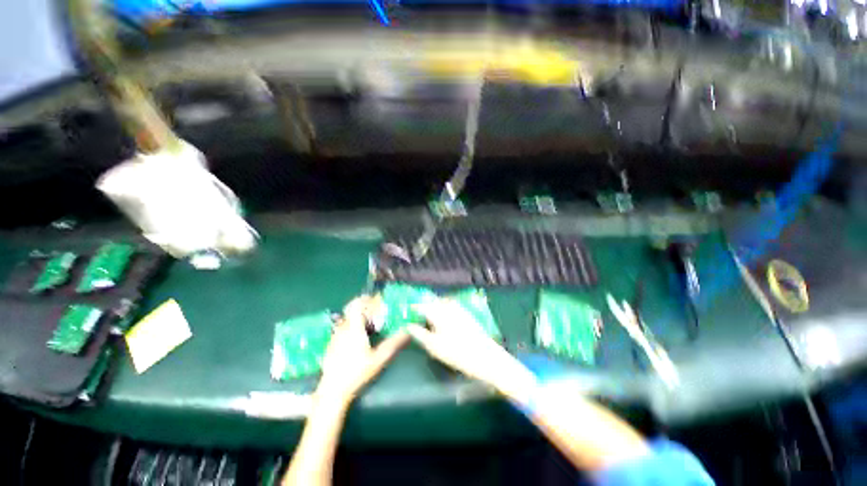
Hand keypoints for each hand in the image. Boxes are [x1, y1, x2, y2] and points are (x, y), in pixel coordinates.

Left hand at [316, 296, 408, 404]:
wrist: (332, 392)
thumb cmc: (356, 373)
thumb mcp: (379, 359)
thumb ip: (394, 344)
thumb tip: (408, 332)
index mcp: (353, 328)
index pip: (357, 304)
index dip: (367, 299)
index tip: (378, 299)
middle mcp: (342, 328)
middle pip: (352, 310)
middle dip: (365, 307)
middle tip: (378, 312)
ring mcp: (335, 336)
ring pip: (347, 319)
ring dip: (359, 317)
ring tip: (372, 324)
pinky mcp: (332, 344)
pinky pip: (343, 328)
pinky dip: (353, 326)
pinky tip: (360, 338)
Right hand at [407, 299, 535, 402]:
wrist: (485, 356)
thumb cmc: (457, 353)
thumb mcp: (434, 346)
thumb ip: (419, 334)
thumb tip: (408, 325)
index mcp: (438, 312)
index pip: (423, 305)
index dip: (415, 307)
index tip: (409, 310)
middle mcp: (448, 306)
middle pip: (433, 300)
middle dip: (425, 304)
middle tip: (418, 311)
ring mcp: (459, 309)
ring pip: (443, 301)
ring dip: (435, 304)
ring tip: (430, 313)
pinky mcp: (467, 313)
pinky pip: (452, 305)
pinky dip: (445, 307)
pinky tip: (445, 316)